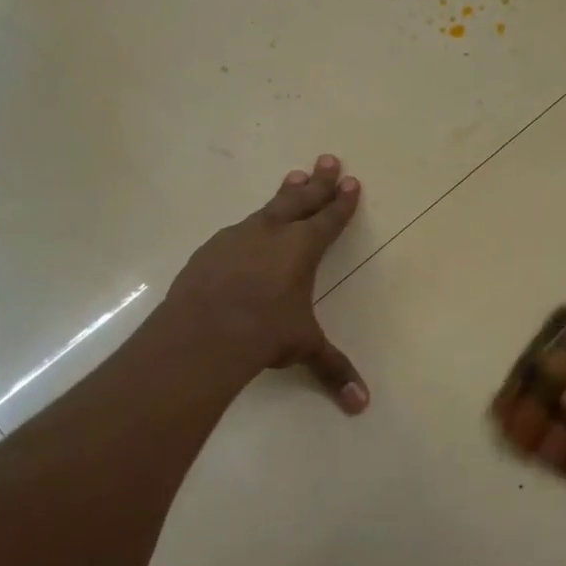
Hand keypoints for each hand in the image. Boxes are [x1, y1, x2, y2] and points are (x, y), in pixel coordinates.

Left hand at [168, 154, 368, 412]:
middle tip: (329, 159)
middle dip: (319, 181)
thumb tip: (362, 406)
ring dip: (285, 193)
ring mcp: (237, 238)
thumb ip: (333, 370)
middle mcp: (271, 234)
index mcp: (301, 249)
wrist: (203, 332)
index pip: (329, 220)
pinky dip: (250, 226)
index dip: (343, 203)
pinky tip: (247, 231)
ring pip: (268, 208)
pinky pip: (237, 231)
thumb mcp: (303, 348)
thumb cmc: (264, 333)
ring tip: (294, 176)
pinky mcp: (210, 250)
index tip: (353, 182)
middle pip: (301, 200)